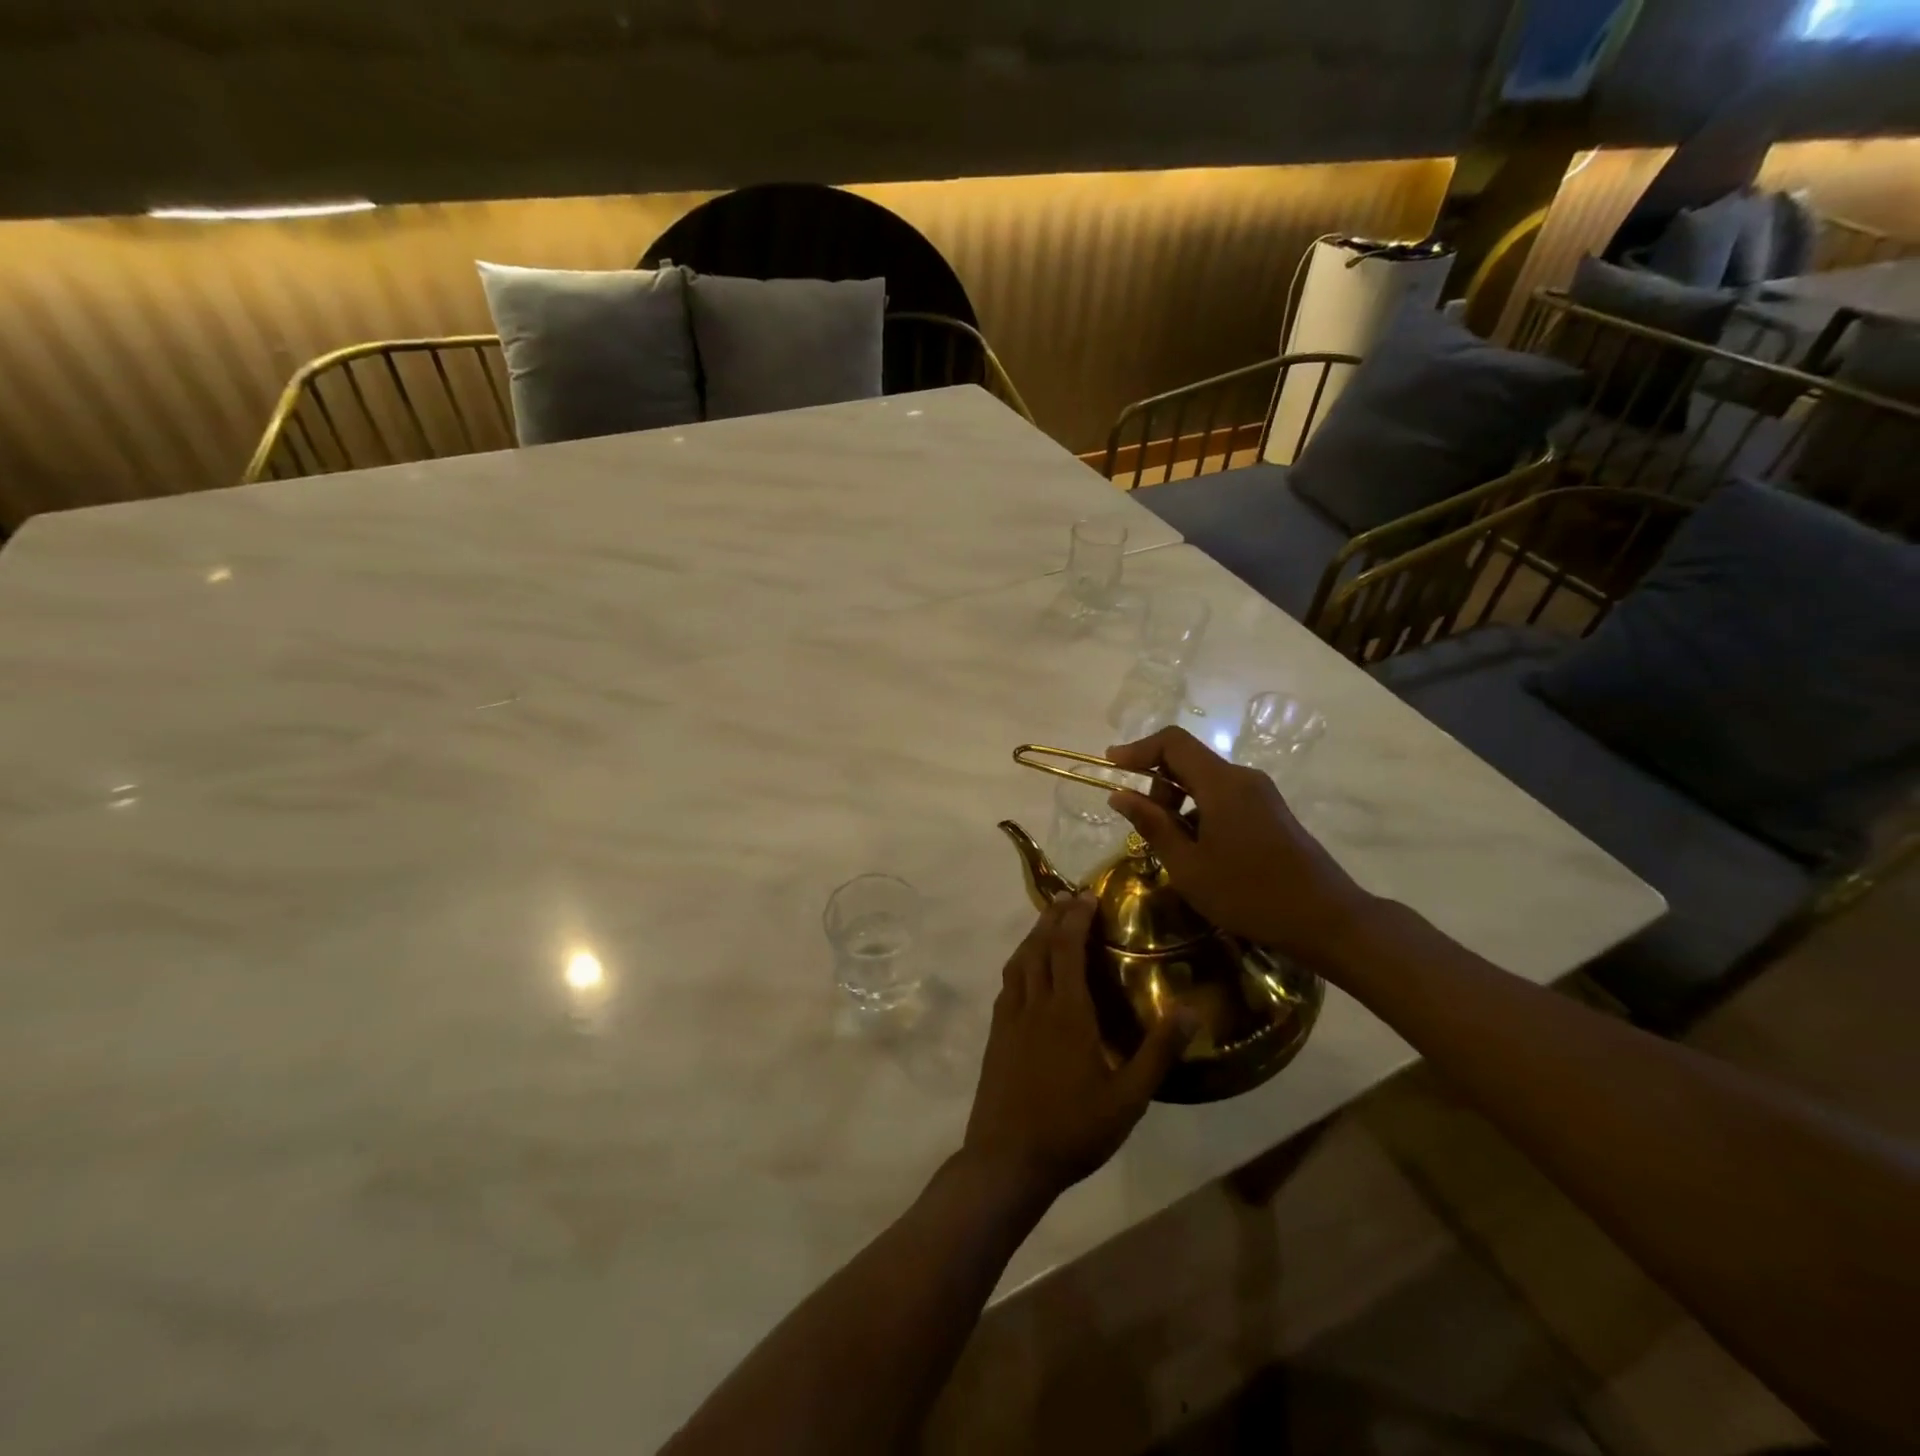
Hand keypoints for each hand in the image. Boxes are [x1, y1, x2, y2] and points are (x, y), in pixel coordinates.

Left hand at [963, 894, 1194, 1206]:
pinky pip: (1006, 984)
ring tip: (1047, 924)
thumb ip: (1158, 1052)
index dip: (1076, 918)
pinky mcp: (995, 1035)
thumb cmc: (1073, 1129)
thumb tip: (1189, 1010)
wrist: (1007, 1159)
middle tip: (1068, 898)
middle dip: (1053, 917)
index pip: (1067, 948)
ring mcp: (1009, 1018)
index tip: (1087, 895)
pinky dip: (1018, 963)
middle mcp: (1034, 1004)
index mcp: (1067, 1012)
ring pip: (1018, 962)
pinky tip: (1025, 972)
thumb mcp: (1128, 1098)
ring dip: (1032, 936)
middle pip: (1039, 947)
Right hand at [1105, 726, 1373, 966]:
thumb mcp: (1188, 866)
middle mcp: (1242, 778)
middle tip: (1143, 824)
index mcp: (1222, 784)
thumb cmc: (1249, 894)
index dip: (1138, 748)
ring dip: (1177, 801)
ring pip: (1205, 781)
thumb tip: (1119, 795)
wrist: (1326, 919)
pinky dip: (1199, 812)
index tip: (1110, 764)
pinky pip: (1223, 797)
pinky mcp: (1270, 811)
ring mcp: (1260, 794)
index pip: (1173, 742)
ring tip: (1170, 846)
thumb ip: (1152, 825)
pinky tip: (1198, 851)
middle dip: (1156, 784)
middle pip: (1188, 760)